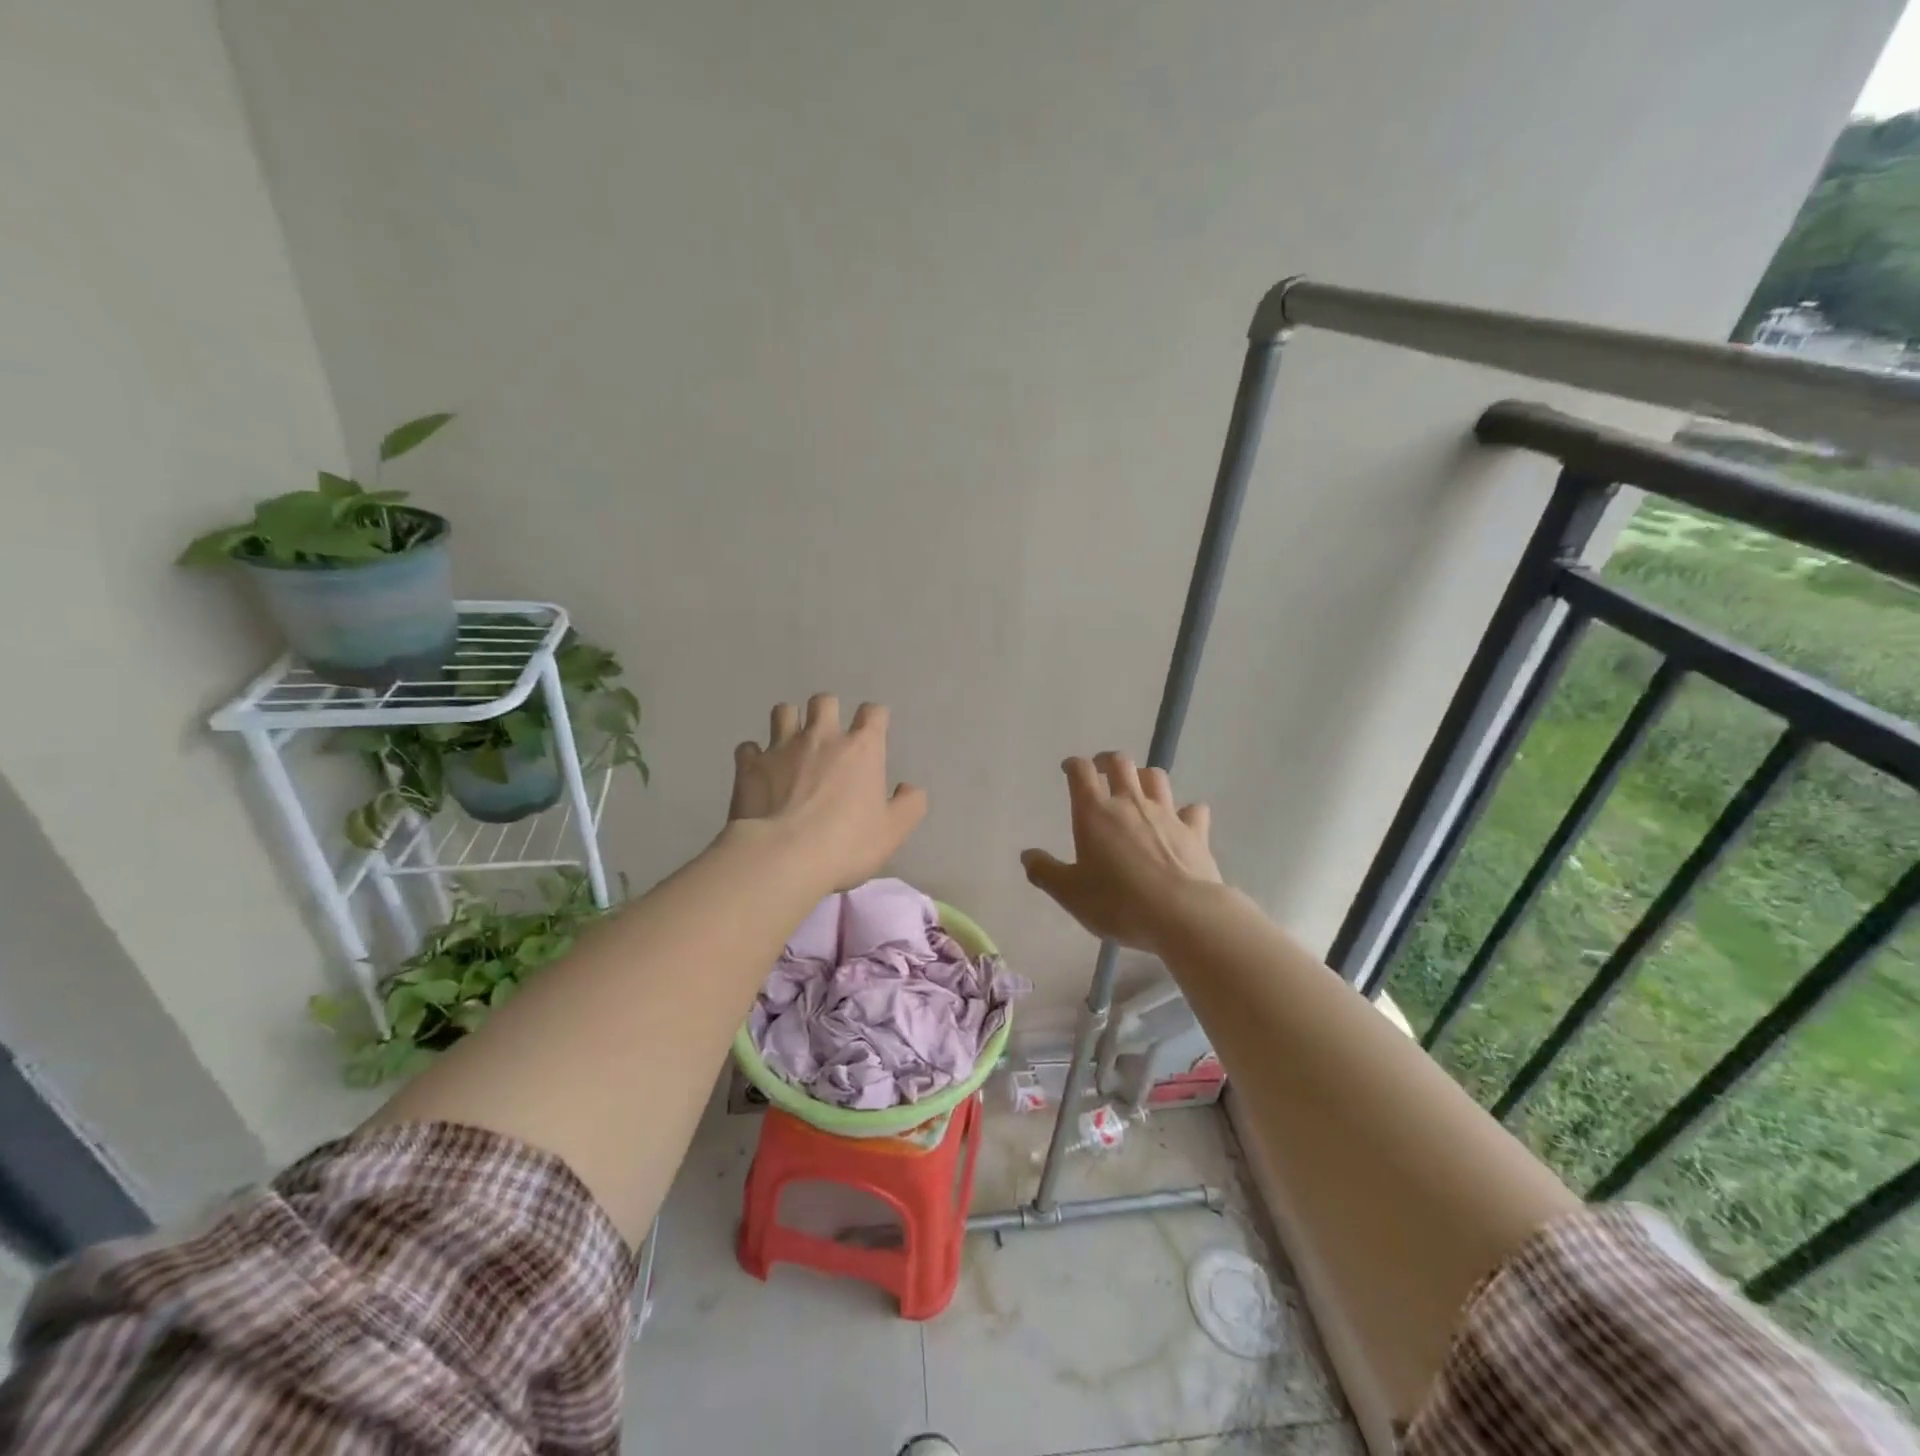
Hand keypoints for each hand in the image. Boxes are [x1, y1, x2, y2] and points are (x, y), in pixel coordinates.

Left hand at [728, 695, 927, 889]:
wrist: (783, 857)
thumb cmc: (846, 844)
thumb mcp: (893, 832)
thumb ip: (909, 805)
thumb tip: (908, 788)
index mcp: (861, 748)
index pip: (873, 713)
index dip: (874, 719)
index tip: (873, 733)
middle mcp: (822, 737)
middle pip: (824, 701)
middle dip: (827, 711)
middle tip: (827, 737)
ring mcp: (781, 747)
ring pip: (783, 711)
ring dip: (789, 722)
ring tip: (790, 744)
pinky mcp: (749, 765)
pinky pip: (748, 747)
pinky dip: (754, 755)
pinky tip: (758, 771)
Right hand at [1021, 752, 1220, 952]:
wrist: (1182, 914)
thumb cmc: (1118, 902)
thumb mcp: (1070, 894)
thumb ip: (1045, 872)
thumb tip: (1027, 855)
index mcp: (1095, 813)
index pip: (1081, 772)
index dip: (1073, 765)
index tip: (1069, 768)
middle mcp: (1130, 803)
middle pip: (1120, 763)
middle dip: (1108, 761)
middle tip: (1101, 770)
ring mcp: (1166, 814)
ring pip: (1156, 777)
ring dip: (1144, 776)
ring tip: (1138, 787)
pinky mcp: (1195, 831)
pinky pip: (1193, 809)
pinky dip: (1187, 810)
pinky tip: (1184, 818)